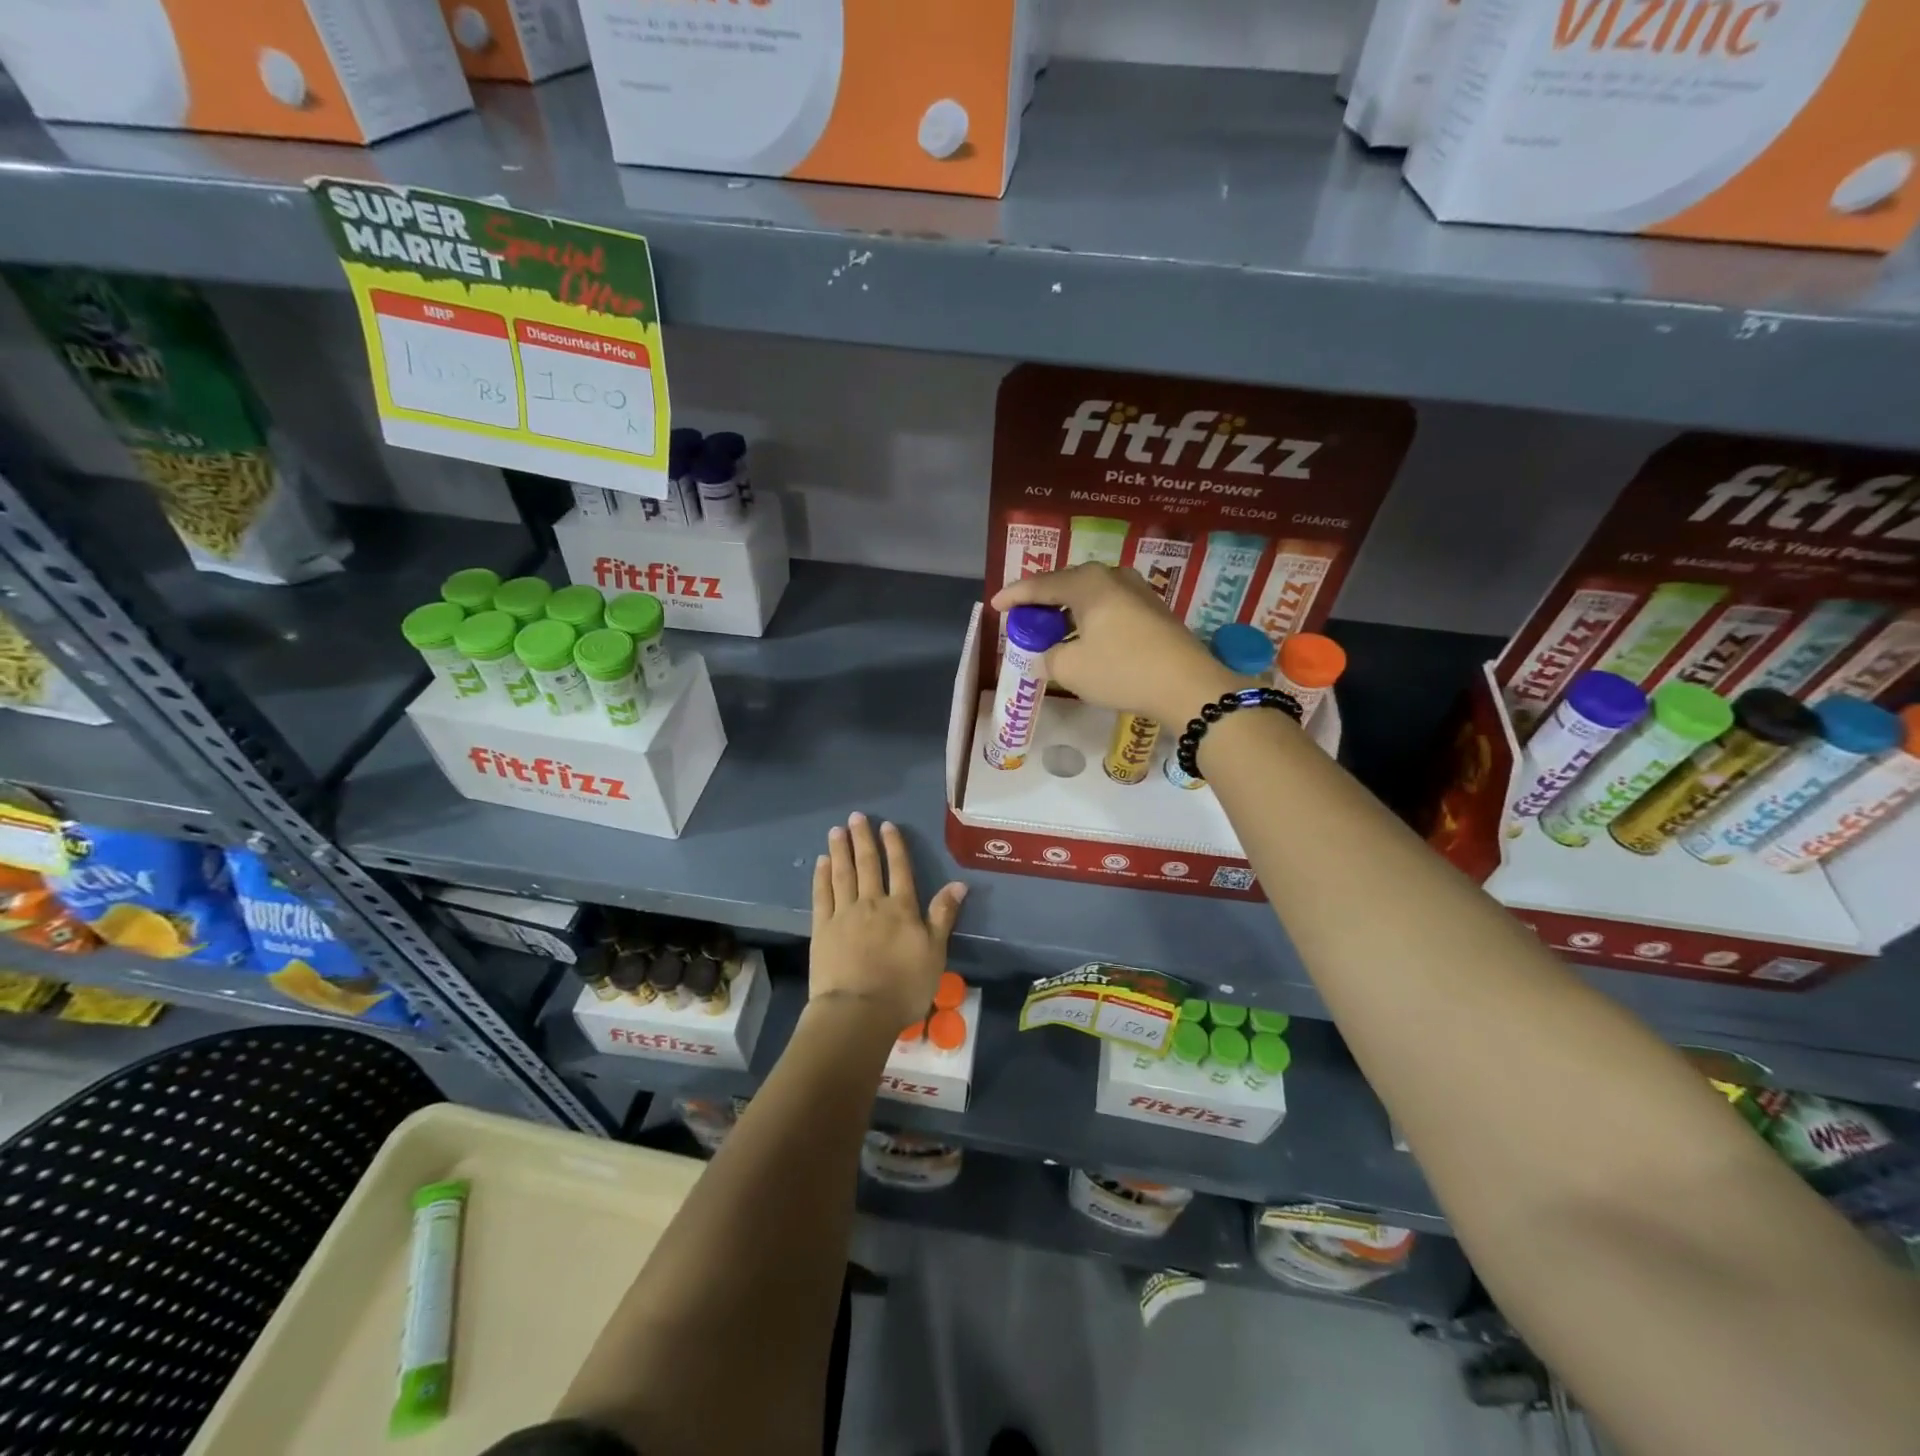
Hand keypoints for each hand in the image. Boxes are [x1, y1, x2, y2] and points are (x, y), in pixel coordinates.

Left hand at [810, 812, 966, 1032]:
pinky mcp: (822, 929)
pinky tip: (821, 862)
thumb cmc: (904, 986)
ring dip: (840, 850)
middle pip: (867, 865)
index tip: (886, 825)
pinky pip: (822, 895)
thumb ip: (943, 915)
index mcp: (902, 908)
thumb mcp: (935, 952)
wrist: (859, 1011)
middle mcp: (872, 903)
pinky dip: (822, 876)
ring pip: (842, 874)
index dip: (894, 846)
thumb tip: (959, 883)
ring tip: (836, 830)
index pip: (899, 869)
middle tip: (856, 817)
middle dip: (862, 839)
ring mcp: (844, 914)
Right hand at [992, 564, 1246, 724]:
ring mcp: (1137, 591)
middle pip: (1066, 584)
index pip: (1039, 585)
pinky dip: (1090, 619)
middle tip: (1023, 617)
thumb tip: (1050, 654)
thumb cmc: (1121, 670)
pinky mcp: (1153, 610)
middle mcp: (1112, 577)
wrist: (1187, 685)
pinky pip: (1109, 607)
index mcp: (1087, 582)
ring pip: (1090, 596)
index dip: (1013, 596)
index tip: (995, 606)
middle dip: (1042, 601)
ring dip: (1068, 611)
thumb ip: (1049, 657)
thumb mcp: (1070, 669)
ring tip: (1052, 629)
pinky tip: (1085, 637)